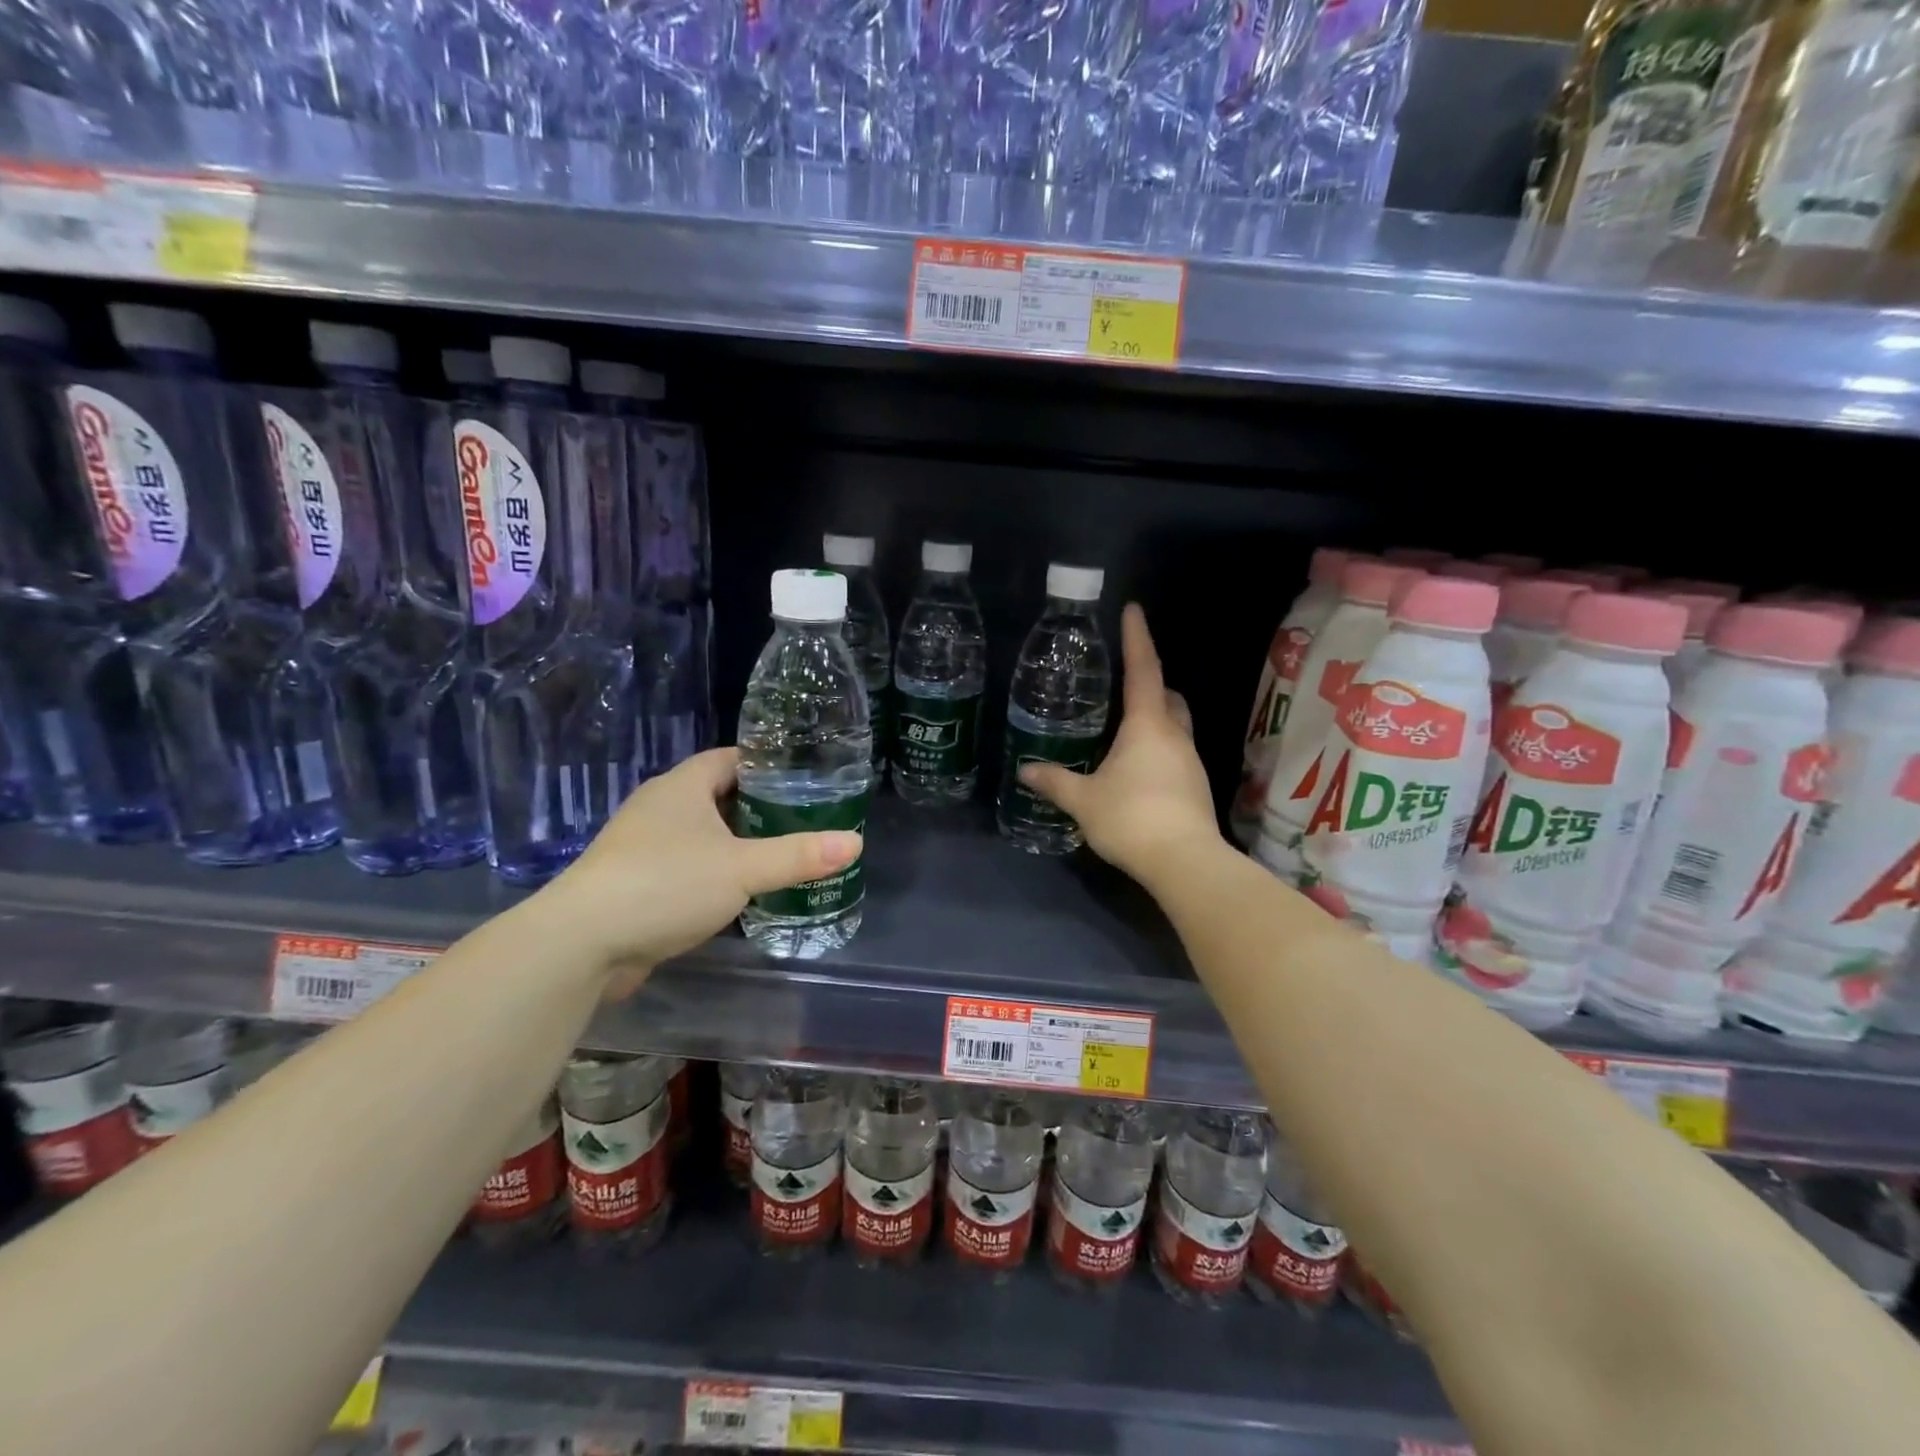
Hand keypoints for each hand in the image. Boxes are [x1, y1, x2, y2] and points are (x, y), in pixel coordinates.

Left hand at [545, 749, 861, 990]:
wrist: (580, 944)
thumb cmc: (664, 885)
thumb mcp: (742, 868)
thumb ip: (799, 855)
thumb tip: (854, 843)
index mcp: (683, 786)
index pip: (732, 758)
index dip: (769, 764)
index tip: (806, 778)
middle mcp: (660, 807)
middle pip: (719, 795)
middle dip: (759, 806)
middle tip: (805, 819)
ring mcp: (643, 845)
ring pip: (702, 833)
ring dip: (736, 842)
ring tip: (781, 854)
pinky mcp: (635, 882)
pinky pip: (686, 865)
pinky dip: (714, 872)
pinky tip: (740, 892)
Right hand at [1019, 603, 1222, 887]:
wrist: (1185, 862)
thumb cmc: (1131, 818)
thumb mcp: (1084, 800)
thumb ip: (1055, 782)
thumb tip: (1025, 770)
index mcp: (1147, 726)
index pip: (1143, 670)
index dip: (1138, 638)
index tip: (1134, 610)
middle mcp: (1174, 736)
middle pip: (1169, 697)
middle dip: (1152, 684)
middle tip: (1126, 684)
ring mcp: (1190, 762)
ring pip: (1176, 726)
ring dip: (1156, 719)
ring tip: (1124, 730)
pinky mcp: (1195, 787)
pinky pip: (1175, 754)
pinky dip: (1158, 749)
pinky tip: (1137, 770)